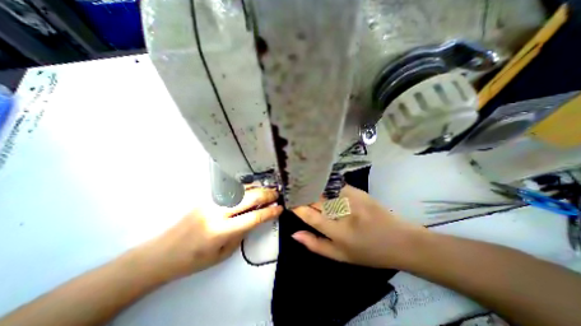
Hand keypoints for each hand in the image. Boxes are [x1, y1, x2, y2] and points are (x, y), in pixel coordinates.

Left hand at [144, 187, 282, 280]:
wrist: (162, 252)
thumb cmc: (194, 259)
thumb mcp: (223, 253)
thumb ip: (242, 233)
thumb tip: (256, 218)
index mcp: (221, 230)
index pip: (253, 218)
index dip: (269, 212)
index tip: (280, 208)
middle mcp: (217, 211)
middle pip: (249, 198)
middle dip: (266, 195)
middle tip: (277, 194)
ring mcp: (211, 201)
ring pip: (241, 190)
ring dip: (257, 188)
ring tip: (269, 188)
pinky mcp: (207, 197)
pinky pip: (231, 190)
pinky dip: (246, 188)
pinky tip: (253, 188)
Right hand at [293, 185, 425, 268]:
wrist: (400, 241)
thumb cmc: (368, 252)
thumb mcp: (340, 256)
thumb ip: (315, 245)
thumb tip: (294, 234)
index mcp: (338, 232)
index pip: (311, 216)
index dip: (298, 207)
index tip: (290, 202)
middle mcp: (344, 212)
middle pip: (316, 199)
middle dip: (303, 194)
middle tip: (295, 192)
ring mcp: (352, 199)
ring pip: (324, 189)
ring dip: (312, 187)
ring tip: (304, 186)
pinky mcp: (358, 191)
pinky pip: (336, 185)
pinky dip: (326, 185)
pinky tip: (320, 184)